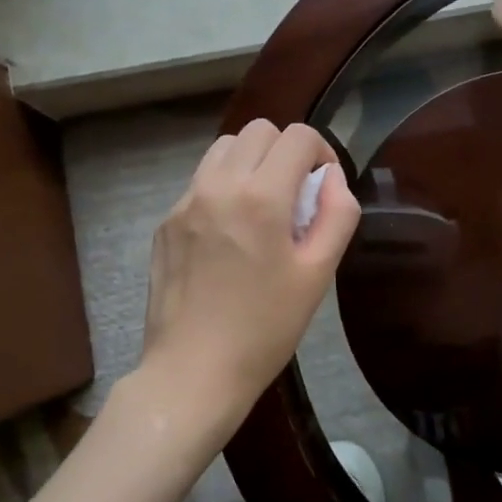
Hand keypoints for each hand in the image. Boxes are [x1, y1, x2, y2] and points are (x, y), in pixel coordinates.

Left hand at [139, 120, 359, 446]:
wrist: (193, 371)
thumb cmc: (266, 328)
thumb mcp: (318, 274)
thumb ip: (337, 214)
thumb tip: (331, 178)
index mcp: (260, 197)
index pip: (296, 136)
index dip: (322, 152)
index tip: (324, 187)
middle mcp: (217, 186)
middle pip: (258, 131)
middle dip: (286, 152)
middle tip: (296, 197)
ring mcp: (184, 203)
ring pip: (224, 149)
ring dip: (253, 163)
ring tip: (263, 209)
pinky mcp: (165, 223)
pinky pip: (200, 182)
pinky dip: (224, 188)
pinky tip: (231, 235)